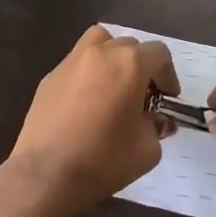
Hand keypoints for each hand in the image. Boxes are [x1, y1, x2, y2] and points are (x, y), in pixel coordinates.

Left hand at [5, 25, 179, 216]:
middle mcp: (100, 52)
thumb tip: (157, 120)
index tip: (167, 98)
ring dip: (113, 57)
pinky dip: (89, 73)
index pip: (159, 53)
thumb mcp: (148, 149)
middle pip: (130, 45)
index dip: (169, 75)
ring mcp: (71, 61)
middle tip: (143, 97)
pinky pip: (77, 63)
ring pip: (100, 43)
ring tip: (114, 86)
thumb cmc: (104, 159)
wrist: (46, 173)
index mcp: (129, 64)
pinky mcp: (50, 76)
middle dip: (142, 67)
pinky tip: (87, 102)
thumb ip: (157, 127)